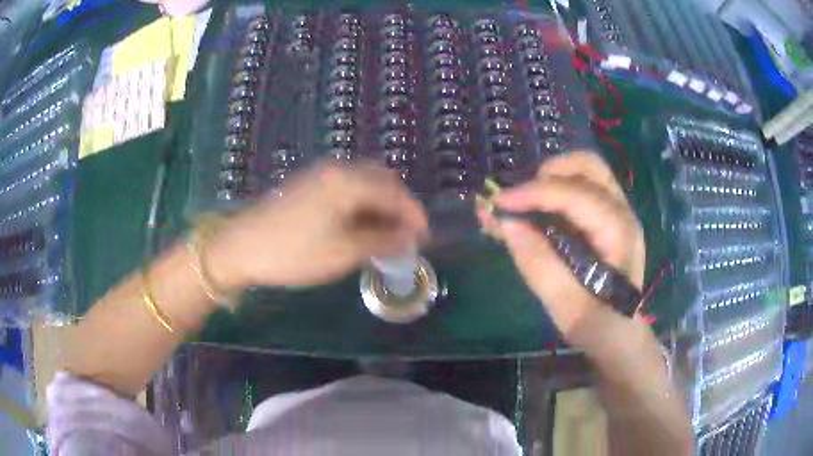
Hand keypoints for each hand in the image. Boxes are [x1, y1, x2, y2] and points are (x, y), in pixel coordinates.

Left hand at [206, 161, 427, 288]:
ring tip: (386, 234)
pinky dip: (362, 204)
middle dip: (399, 206)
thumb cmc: (294, 253)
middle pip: (381, 181)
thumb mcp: (343, 253)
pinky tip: (361, 225)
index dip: (414, 215)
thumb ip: (381, 242)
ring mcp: (320, 175)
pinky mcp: (309, 185)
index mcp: (347, 182)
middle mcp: (337, 170)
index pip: (394, 192)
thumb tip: (410, 238)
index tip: (425, 238)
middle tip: (406, 235)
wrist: (242, 247)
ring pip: (364, 183)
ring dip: (381, 205)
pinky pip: (347, 188)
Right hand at [478, 152, 644, 340]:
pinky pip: (581, 187)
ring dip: (551, 177)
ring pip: (585, 171)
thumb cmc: (598, 325)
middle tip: (520, 200)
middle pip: (588, 166)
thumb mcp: (566, 307)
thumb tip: (506, 223)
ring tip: (526, 202)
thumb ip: (539, 265)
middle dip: (548, 174)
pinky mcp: (606, 218)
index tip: (497, 203)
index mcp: (618, 233)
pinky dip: (555, 188)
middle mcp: (622, 212)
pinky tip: (534, 209)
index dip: (533, 193)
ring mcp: (616, 212)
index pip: (575, 194)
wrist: (620, 334)